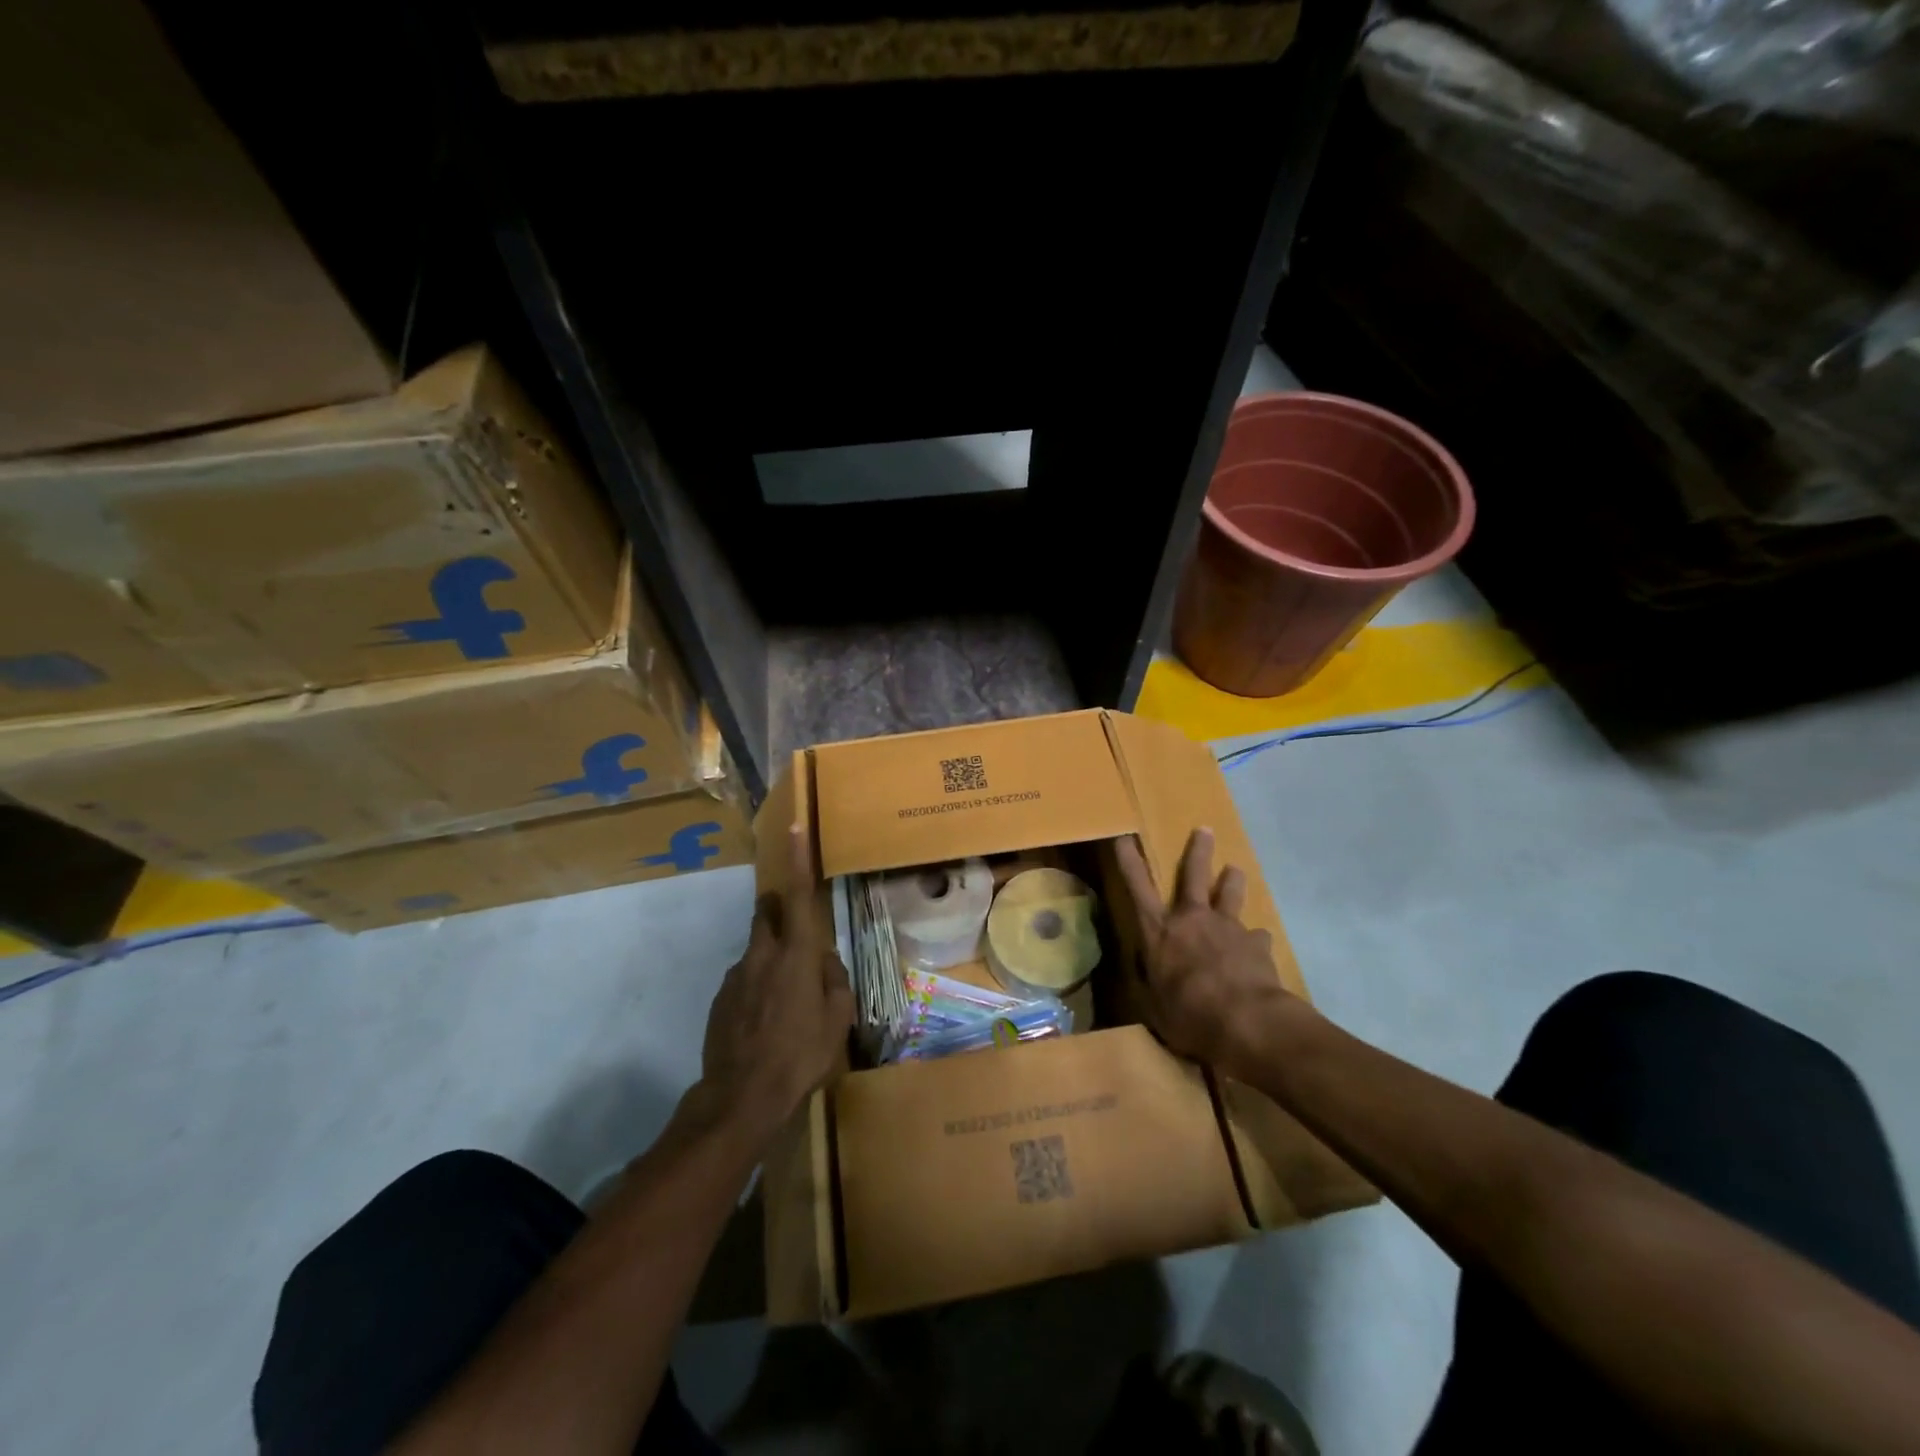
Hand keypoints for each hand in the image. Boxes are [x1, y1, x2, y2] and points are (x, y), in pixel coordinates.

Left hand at [698, 828, 854, 1140]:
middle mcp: (762, 955)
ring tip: (787, 1002)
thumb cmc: (800, 1056)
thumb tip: (825, 964)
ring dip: (772, 959)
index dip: (798, 860)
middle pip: (766, 914)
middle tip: (798, 936)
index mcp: (796, 956)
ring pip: (756, 950)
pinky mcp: (720, 999)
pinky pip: (744, 979)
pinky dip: (757, 987)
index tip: (795, 829)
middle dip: (779, 910)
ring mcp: (736, 976)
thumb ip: (835, 983)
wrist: (741, 1098)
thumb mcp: (837, 1021)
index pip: (796, 896)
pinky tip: (766, 1023)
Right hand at [1115, 827, 1304, 1076]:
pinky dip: (1254, 940)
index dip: (1129, 860)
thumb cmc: (1188, 1014)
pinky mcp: (1257, 944)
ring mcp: (1228, 928)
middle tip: (1205, 830)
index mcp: (1159, 931)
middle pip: (1194, 875)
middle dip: (1198, 851)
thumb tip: (1145, 967)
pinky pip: (1256, 937)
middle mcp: (1193, 919)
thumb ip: (1149, 981)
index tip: (1124, 835)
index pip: (1137, 887)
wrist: (1246, 1022)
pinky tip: (1258, 948)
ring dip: (1232, 881)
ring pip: (1230, 894)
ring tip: (1235, 870)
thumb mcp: (1153, 1005)